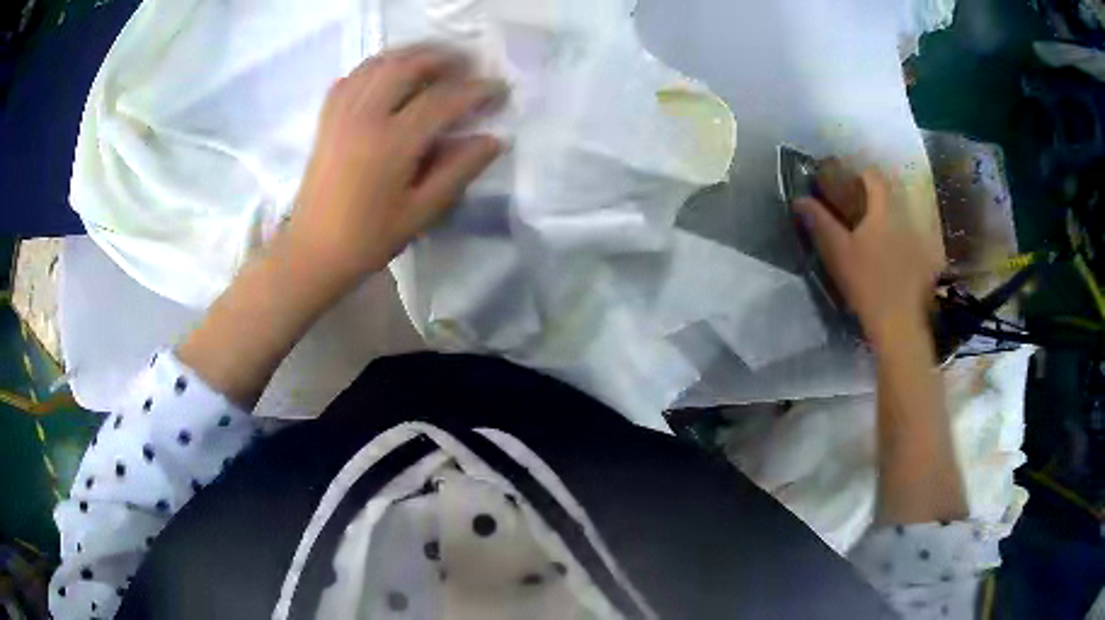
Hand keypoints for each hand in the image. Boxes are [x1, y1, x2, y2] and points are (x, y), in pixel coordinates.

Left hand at [286, 45, 506, 294]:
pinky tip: (389, 75)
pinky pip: (353, 76)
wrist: (312, 251)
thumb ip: (458, 171)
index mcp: (391, 143)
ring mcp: (341, 114)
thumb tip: (493, 140)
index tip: (500, 89)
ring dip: (410, 55)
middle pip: (407, 67)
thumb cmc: (368, 239)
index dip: (476, 91)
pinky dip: (376, 67)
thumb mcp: (421, 212)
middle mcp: (364, 117)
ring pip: (378, 64)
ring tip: (434, 62)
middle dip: (442, 59)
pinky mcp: (327, 119)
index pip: (442, 100)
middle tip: (467, 66)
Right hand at [794, 165, 940, 345]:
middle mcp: (904, 217)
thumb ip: (820, 222)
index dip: (859, 174)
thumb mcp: (838, 252)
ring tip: (872, 236)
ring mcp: (917, 239)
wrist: (899, 323)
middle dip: (874, 196)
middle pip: (890, 194)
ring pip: (901, 216)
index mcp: (883, 210)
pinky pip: (910, 239)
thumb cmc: (867, 283)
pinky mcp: (924, 260)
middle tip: (856, 209)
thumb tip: (799, 199)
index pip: (873, 176)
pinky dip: (899, 240)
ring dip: (887, 218)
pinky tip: (889, 259)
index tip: (845, 182)